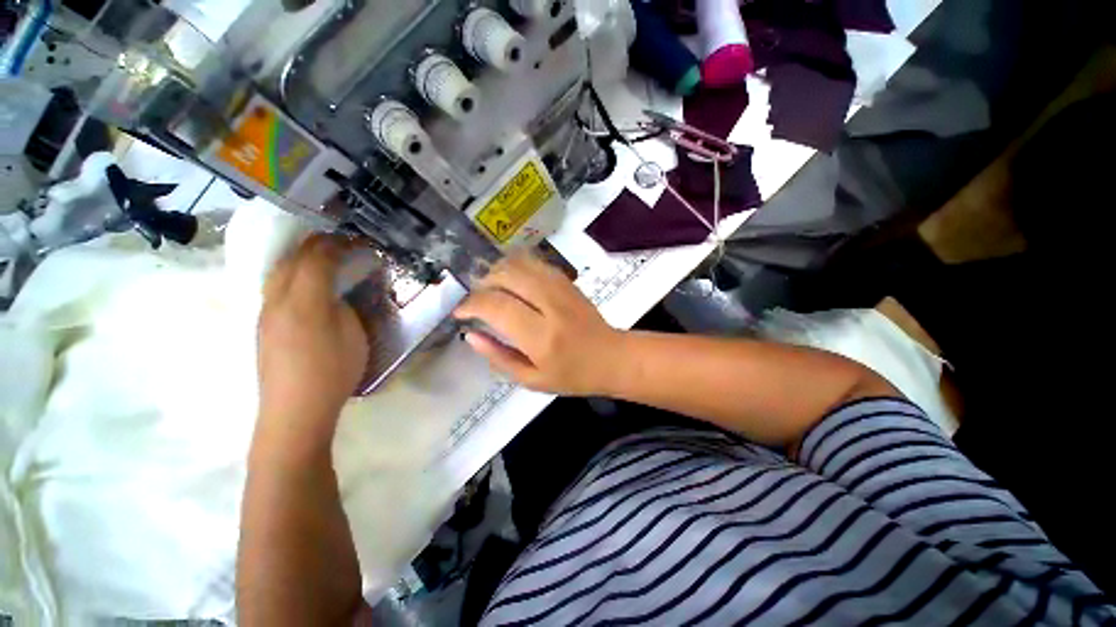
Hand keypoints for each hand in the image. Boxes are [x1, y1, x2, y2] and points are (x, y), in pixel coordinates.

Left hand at [257, 235, 369, 436]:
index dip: (336, 245)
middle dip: (315, 245)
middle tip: (339, 243)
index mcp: (304, 302)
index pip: (316, 259)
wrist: (294, 412)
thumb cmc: (332, 372)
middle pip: (291, 260)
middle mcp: (277, 301)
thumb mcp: (353, 336)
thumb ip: (344, 307)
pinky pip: (274, 287)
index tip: (355, 241)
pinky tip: (305, 284)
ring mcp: (265, 314)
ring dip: (300, 258)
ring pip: (278, 272)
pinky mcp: (262, 327)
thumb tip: (336, 293)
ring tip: (322, 258)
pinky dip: (292, 275)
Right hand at [454, 254, 622, 395]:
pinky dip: (516, 266)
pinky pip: (536, 263)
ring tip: (489, 288)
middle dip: (482, 283)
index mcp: (541, 337)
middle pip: (507, 276)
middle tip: (475, 298)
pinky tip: (510, 279)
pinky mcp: (568, 282)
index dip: (471, 305)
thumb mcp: (531, 380)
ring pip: (520, 264)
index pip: (497, 307)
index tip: (460, 312)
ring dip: (497, 271)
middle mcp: (551, 306)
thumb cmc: (572, 375)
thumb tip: (470, 335)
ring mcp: (562, 289)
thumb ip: (499, 357)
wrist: (611, 357)